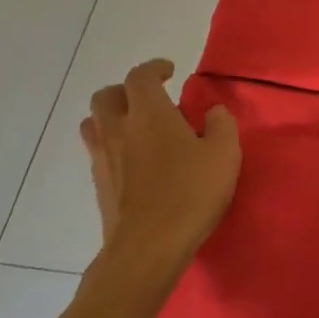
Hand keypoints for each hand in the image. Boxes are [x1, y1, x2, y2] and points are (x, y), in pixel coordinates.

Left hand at [80, 60, 239, 284]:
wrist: (147, 249)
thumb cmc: (190, 193)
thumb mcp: (224, 154)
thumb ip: (221, 124)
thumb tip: (212, 113)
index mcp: (149, 113)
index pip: (140, 76)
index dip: (154, 68)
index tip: (169, 71)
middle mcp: (119, 129)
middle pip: (106, 96)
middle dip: (126, 91)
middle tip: (149, 99)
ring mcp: (103, 159)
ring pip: (94, 124)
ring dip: (112, 117)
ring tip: (137, 127)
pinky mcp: (99, 187)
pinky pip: (98, 152)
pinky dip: (113, 146)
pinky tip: (136, 161)